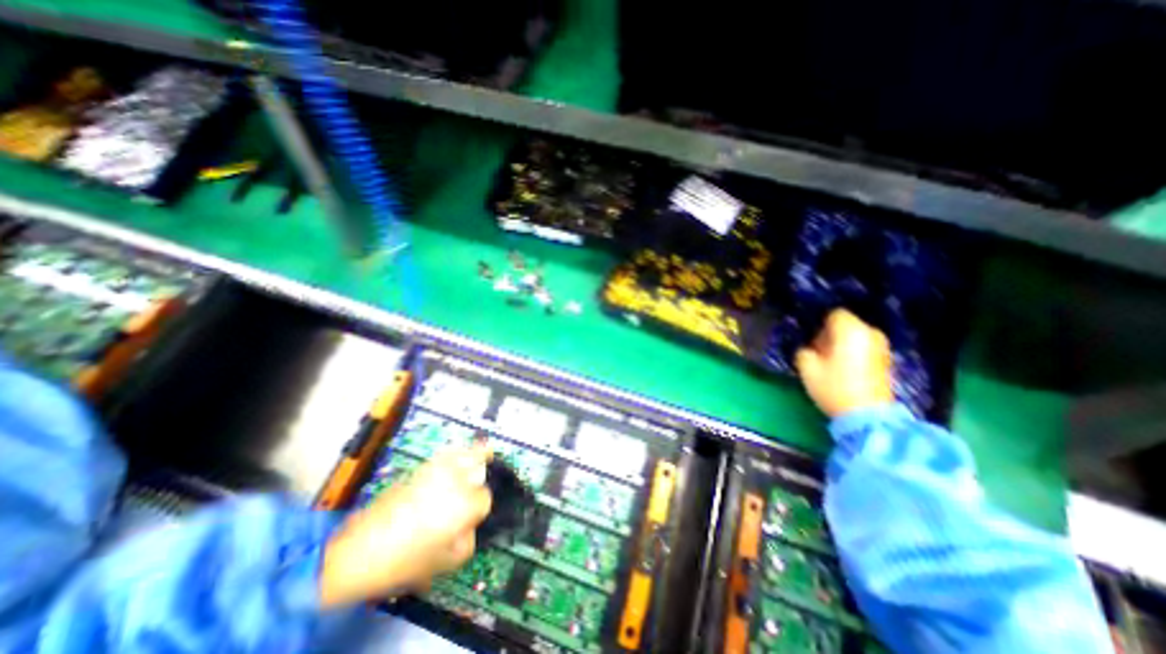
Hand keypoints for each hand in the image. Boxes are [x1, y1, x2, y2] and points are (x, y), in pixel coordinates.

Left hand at [319, 445, 493, 607]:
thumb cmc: (405, 562)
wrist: (359, 552)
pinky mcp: (419, 469)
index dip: (479, 509)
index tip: (470, 519)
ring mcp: (436, 473)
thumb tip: (469, 526)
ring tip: (485, 449)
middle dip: (484, 469)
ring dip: (475, 451)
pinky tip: (456, 454)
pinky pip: (444, 453)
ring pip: (464, 452)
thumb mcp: (445, 563)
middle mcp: (454, 482)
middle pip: (479, 466)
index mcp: (464, 506)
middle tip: (491, 465)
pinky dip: (455, 451)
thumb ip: (467, 542)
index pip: (485, 498)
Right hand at [793, 306, 893, 417]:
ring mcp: (881, 347)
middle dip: (830, 335)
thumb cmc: (834, 387)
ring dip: (841, 345)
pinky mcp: (886, 361)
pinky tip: (844, 370)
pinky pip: (864, 348)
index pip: (834, 314)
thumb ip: (803, 351)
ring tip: (830, 362)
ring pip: (855, 337)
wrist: (868, 416)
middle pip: (846, 325)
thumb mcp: (807, 367)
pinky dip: (853, 353)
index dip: (819, 325)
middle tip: (818, 352)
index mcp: (851, 330)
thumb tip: (808, 347)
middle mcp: (870, 333)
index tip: (811, 341)